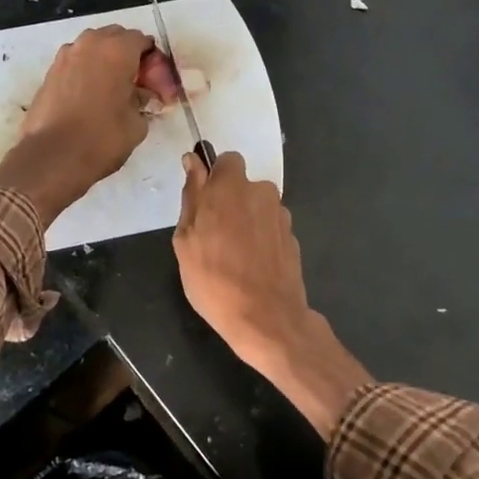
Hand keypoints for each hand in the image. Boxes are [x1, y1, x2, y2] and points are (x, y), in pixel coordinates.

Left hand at [0, 25, 156, 224]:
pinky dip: (87, 72)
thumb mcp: (137, 123)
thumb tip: (140, 96)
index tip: (155, 85)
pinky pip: (76, 63)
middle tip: (136, 85)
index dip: (153, 62)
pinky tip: (90, 98)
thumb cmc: (102, 138)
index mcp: (117, 50)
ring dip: (106, 61)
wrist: (52, 157)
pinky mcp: (50, 72)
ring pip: (93, 48)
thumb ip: (143, 101)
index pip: (143, 41)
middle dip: (128, 56)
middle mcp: (90, 44)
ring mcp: (65, 56)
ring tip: (113, 91)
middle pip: (116, 38)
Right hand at [173, 151, 371, 438]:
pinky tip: (252, 266)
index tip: (204, 200)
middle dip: (230, 201)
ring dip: (246, 220)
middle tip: (212, 235)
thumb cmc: (214, 279)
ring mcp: (281, 215)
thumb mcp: (186, 240)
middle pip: (243, 185)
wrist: (266, 318)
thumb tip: (193, 163)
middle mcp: (261, 192)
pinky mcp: (293, 237)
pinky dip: (261, 239)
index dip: (214, 177)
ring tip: (233, 255)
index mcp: (231, 187)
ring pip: (258, 207)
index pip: (226, 160)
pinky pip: (270, 228)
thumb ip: (192, 196)